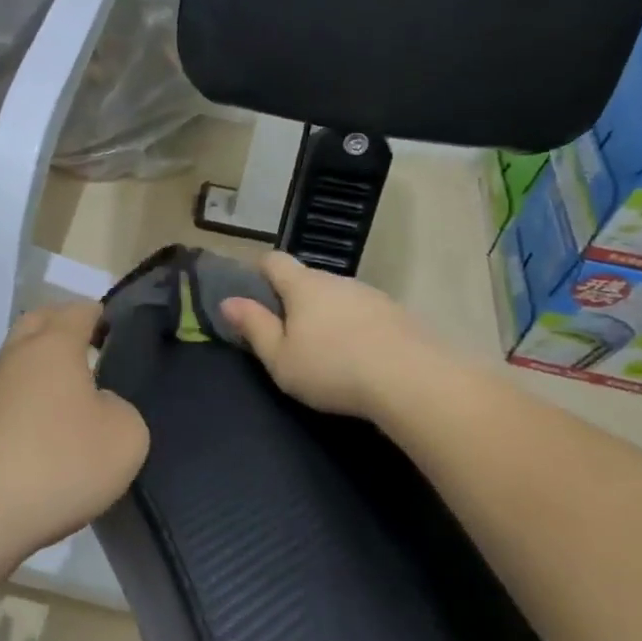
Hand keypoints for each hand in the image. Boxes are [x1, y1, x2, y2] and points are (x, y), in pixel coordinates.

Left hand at [0, 302, 149, 557]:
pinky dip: (29, 403)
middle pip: (41, 323)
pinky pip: (10, 397)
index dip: (103, 318)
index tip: (122, 338)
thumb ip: (123, 409)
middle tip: (95, 354)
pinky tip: (47, 434)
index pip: (80, 310)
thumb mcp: (126, 436)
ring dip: (44, 369)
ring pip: (21, 361)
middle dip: (66, 329)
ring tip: (75, 400)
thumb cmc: (59, 462)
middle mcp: (17, 354)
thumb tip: (98, 406)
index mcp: (54, 343)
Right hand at [221, 252, 430, 421]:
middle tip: (287, 333)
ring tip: (326, 350)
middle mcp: (337, 280)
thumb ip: (254, 327)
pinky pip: (365, 314)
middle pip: (307, 279)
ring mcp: (372, 295)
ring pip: (338, 297)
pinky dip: (356, 328)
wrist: (413, 380)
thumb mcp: (280, 358)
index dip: (259, 270)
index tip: (251, 292)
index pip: (274, 260)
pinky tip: (360, 358)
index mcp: (303, 285)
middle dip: (294, 299)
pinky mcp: (399, 315)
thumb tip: (229, 301)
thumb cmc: (332, 368)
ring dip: (327, 314)